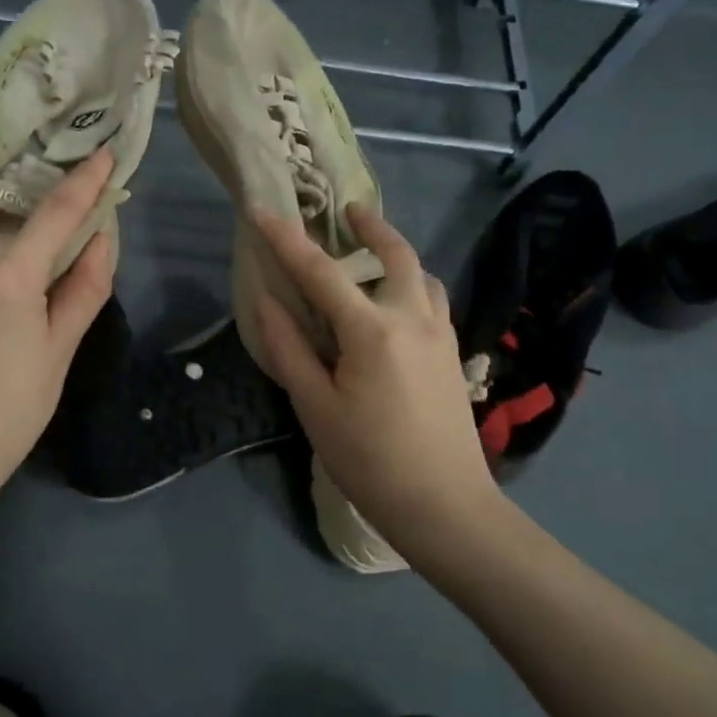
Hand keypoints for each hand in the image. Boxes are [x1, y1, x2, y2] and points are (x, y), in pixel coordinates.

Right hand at [252, 204, 506, 555]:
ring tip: (374, 254)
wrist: (446, 506)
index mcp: (372, 331)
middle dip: (371, 226)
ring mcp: (442, 335)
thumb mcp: (316, 408)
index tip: (261, 210)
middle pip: (396, 255)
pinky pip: (435, 300)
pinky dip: (415, 283)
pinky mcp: (454, 355)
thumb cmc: (370, 461)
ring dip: (398, 254)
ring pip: (423, 275)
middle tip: (349, 211)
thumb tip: (267, 301)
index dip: (286, 239)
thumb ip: (290, 349)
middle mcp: (413, 318)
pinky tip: (400, 303)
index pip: (320, 272)